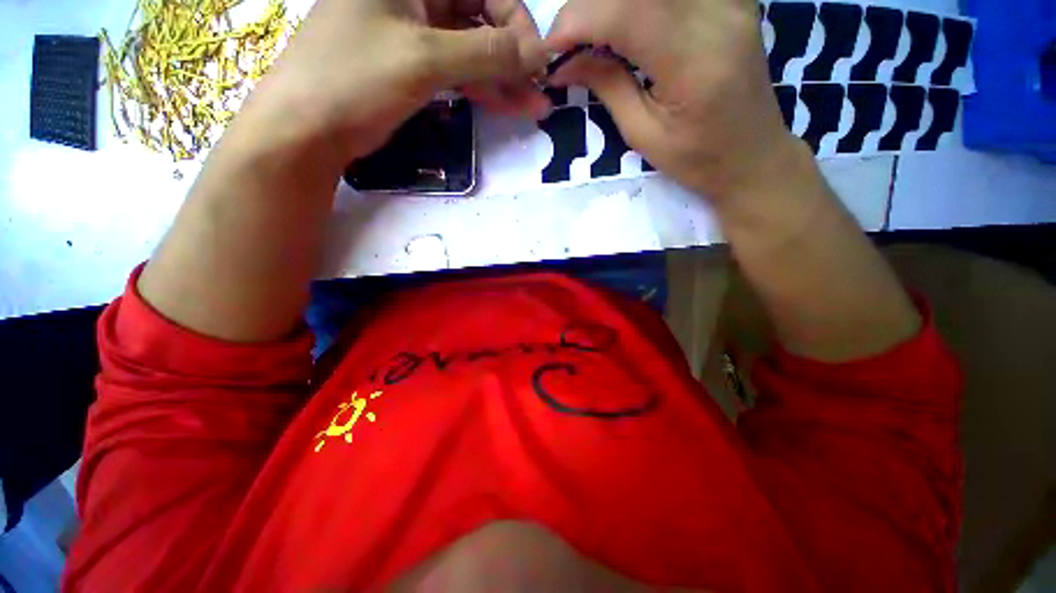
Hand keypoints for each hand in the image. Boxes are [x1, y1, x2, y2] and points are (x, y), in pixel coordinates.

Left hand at [244, 0, 550, 165]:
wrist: (309, 129)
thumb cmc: (354, 79)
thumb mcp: (424, 59)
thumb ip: (485, 52)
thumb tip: (539, 53)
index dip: (515, 20)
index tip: (535, 61)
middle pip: (480, 16)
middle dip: (513, 55)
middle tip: (539, 91)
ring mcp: (415, 33)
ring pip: (473, 48)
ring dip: (504, 79)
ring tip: (533, 107)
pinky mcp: (416, 67)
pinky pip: (459, 71)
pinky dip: (483, 89)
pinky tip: (507, 107)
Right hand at [547, 0, 798, 203]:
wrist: (753, 156)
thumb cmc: (697, 159)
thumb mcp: (643, 135)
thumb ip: (607, 86)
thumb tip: (565, 61)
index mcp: (693, 61)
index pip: (625, 12)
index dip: (577, 20)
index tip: (550, 48)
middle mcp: (718, 14)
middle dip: (588, 8)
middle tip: (568, 43)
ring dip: (612, 6)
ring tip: (593, 37)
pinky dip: (639, 6)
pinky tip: (626, 27)